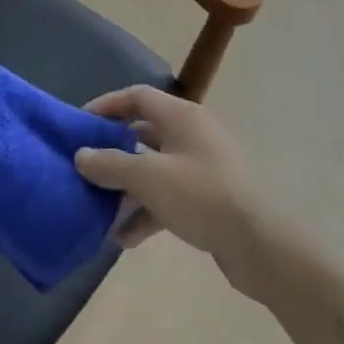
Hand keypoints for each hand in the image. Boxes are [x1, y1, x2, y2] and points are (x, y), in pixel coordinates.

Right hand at [74, 86, 260, 269]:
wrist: (264, 247)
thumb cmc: (202, 196)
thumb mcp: (148, 177)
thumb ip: (110, 164)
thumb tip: (81, 156)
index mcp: (181, 117)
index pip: (137, 96)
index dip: (106, 106)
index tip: (79, 124)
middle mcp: (192, 135)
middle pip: (143, 134)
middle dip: (112, 154)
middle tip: (85, 169)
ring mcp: (203, 169)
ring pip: (154, 170)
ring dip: (127, 190)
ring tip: (100, 211)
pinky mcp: (210, 200)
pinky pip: (169, 198)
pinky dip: (147, 213)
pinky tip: (125, 239)